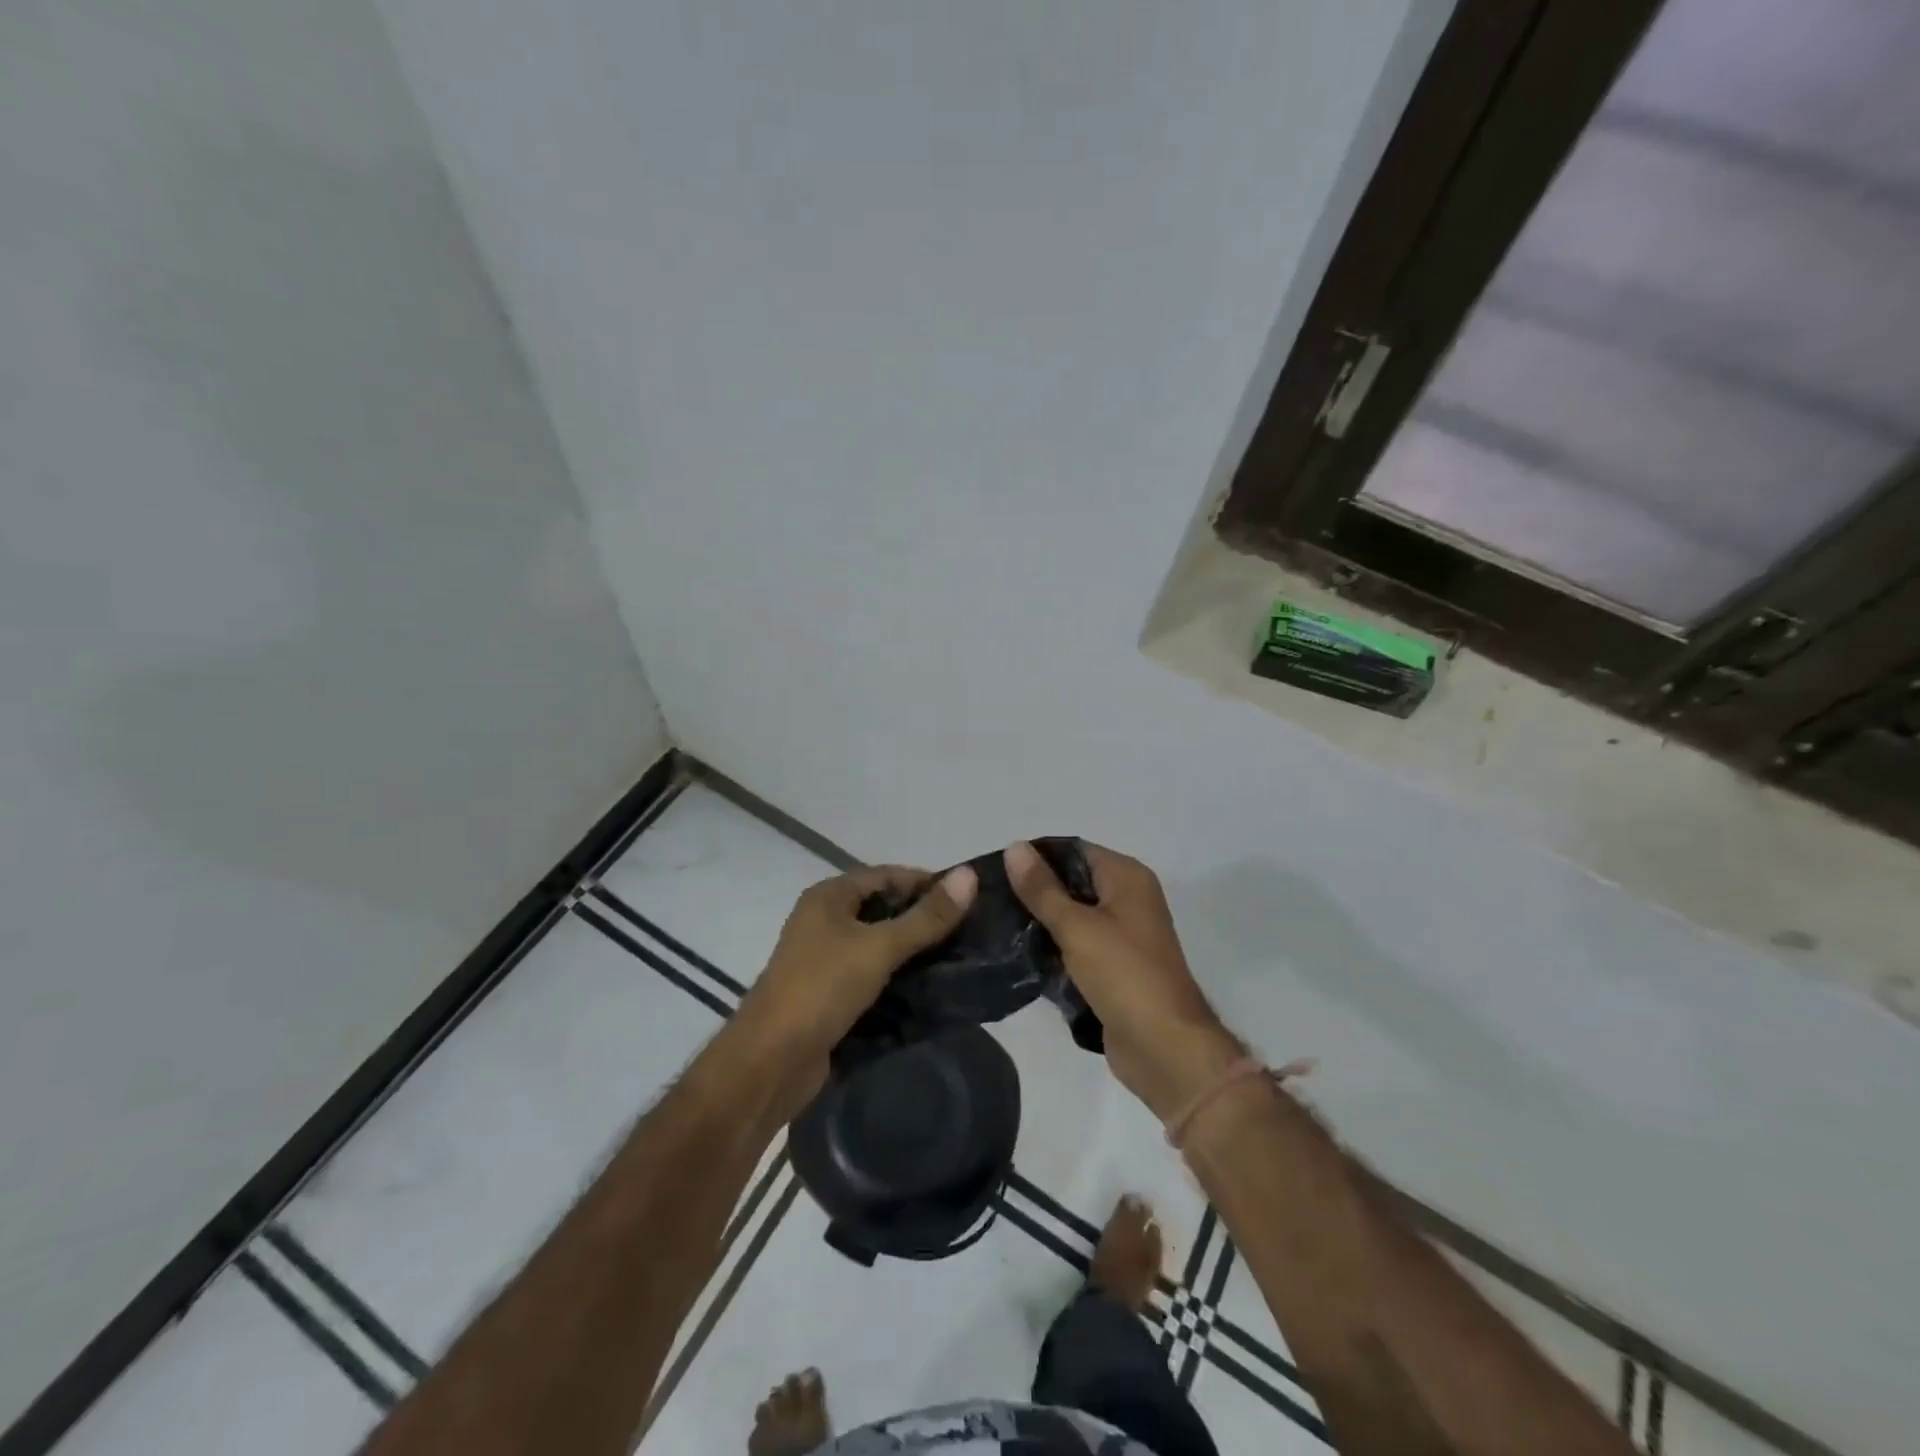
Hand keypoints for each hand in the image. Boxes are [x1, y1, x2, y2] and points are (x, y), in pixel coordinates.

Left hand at [740, 863, 977, 1097]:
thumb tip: (970, 876)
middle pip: (883, 908)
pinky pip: (872, 975)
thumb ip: (926, 917)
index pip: (886, 875)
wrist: (770, 1061)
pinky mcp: (830, 994)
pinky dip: (898, 977)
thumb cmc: (822, 988)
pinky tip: (930, 988)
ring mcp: (825, 959)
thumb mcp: (879, 947)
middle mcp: (824, 921)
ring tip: (959, 958)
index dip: (926, 882)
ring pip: (879, 944)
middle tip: (969, 930)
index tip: (967, 897)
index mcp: (829, 897)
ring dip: (913, 950)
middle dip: (923, 917)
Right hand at [1005, 841, 1241, 1121]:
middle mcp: (1128, 899)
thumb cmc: (1124, 975)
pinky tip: (1018, 955)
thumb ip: (1042, 889)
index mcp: (1127, 877)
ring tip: (996, 925)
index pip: (1074, 850)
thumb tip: (1014, 847)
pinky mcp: (1113, 968)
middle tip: (990, 898)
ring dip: (1040, 922)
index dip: (1036, 856)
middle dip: (1034, 890)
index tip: (996, 868)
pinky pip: (1076, 947)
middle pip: (1072, 883)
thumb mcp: (1077, 927)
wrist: (1164, 1048)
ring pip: (1072, 917)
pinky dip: (1053, 949)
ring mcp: (1122, 935)